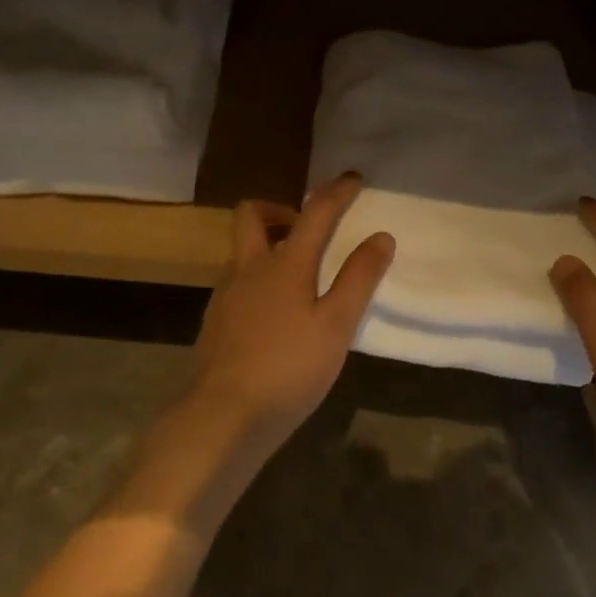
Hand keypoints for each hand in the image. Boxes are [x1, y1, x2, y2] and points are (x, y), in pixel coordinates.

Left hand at [192, 172, 395, 441]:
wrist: (223, 417)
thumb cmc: (288, 368)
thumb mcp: (336, 326)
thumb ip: (358, 279)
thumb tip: (380, 237)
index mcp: (283, 264)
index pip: (314, 213)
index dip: (336, 192)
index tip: (353, 179)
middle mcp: (248, 268)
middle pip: (252, 215)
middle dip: (280, 210)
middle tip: (307, 230)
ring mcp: (225, 295)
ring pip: (242, 252)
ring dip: (268, 248)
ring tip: (299, 279)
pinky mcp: (215, 322)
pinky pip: (237, 284)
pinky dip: (258, 282)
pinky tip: (275, 317)